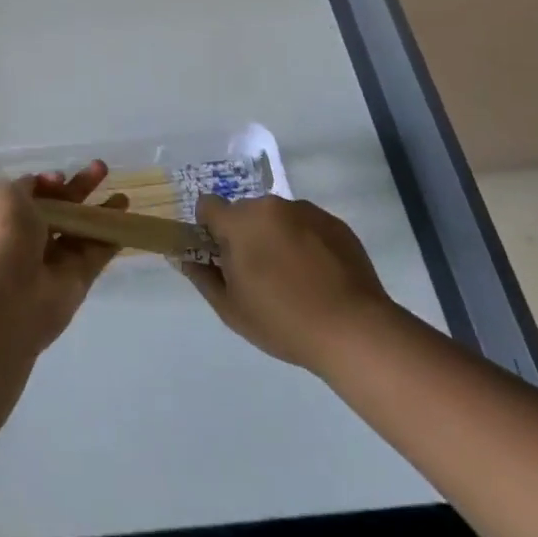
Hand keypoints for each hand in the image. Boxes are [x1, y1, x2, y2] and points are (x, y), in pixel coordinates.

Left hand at [0, 164, 124, 354]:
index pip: (32, 195)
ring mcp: (54, 260)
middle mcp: (29, 238)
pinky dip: (110, 238)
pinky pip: (96, 254)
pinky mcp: (76, 280)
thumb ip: (29, 185)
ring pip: (81, 230)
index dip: (48, 183)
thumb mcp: (6, 196)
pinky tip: (126, 221)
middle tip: (101, 168)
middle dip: (80, 188)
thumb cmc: (1, 238)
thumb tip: (47, 183)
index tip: (60, 177)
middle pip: (61, 208)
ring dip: (100, 212)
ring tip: (122, 197)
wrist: (4, 300)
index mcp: (6, 217)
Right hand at [182, 194, 393, 376]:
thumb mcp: (231, 309)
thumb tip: (183, 257)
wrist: (354, 330)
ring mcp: (306, 211)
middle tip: (258, 276)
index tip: (221, 257)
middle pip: (244, 213)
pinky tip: (318, 278)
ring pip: (277, 218)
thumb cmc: (283, 321)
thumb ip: (202, 277)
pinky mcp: (334, 223)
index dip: (208, 229)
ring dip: (275, 237)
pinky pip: (307, 226)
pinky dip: (305, 243)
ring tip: (294, 280)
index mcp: (240, 222)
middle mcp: (270, 206)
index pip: (208, 206)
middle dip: (245, 235)